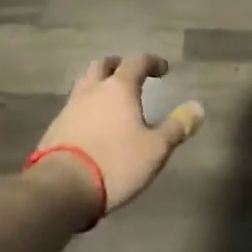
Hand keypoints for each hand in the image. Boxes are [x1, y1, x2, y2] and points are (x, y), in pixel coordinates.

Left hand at [29, 56, 203, 221]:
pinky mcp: (54, 129)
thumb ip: (177, 127)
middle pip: (103, 65)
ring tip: (111, 101)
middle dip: (118, 66)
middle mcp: (92, 91)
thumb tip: (197, 108)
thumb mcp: (155, 149)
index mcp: (119, 88)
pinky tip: (93, 126)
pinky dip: (86, 109)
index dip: (152, 62)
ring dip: (99, 86)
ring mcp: (69, 109)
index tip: (163, 70)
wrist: (60, 190)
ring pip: (84, 85)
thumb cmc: (115, 163)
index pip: (137, 62)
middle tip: (130, 75)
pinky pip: (73, 108)